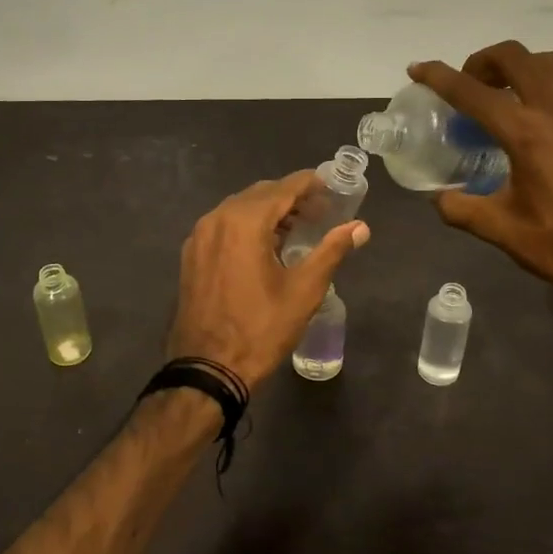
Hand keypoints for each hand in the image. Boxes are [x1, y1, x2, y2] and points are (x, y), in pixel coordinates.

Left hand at [167, 172, 370, 388]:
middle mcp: (217, 218)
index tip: (333, 189)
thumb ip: (332, 251)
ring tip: (297, 230)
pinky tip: (265, 247)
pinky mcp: (191, 255)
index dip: (310, 184)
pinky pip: (223, 226)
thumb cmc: (261, 329)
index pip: (284, 187)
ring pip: (239, 209)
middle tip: (320, 212)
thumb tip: (360, 227)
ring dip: (268, 212)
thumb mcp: (304, 290)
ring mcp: (199, 236)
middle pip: (260, 194)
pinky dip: (246, 226)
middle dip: (291, 197)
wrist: (208, 368)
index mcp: (244, 221)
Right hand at [408, 43, 552, 305]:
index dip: (439, 76)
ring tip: (514, 92)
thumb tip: (439, 198)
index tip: (418, 69)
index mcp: (525, 133)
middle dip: (484, 61)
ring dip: (525, 68)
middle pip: (514, 57)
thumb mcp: (504, 232)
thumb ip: (462, 210)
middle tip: (472, 83)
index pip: (471, 92)